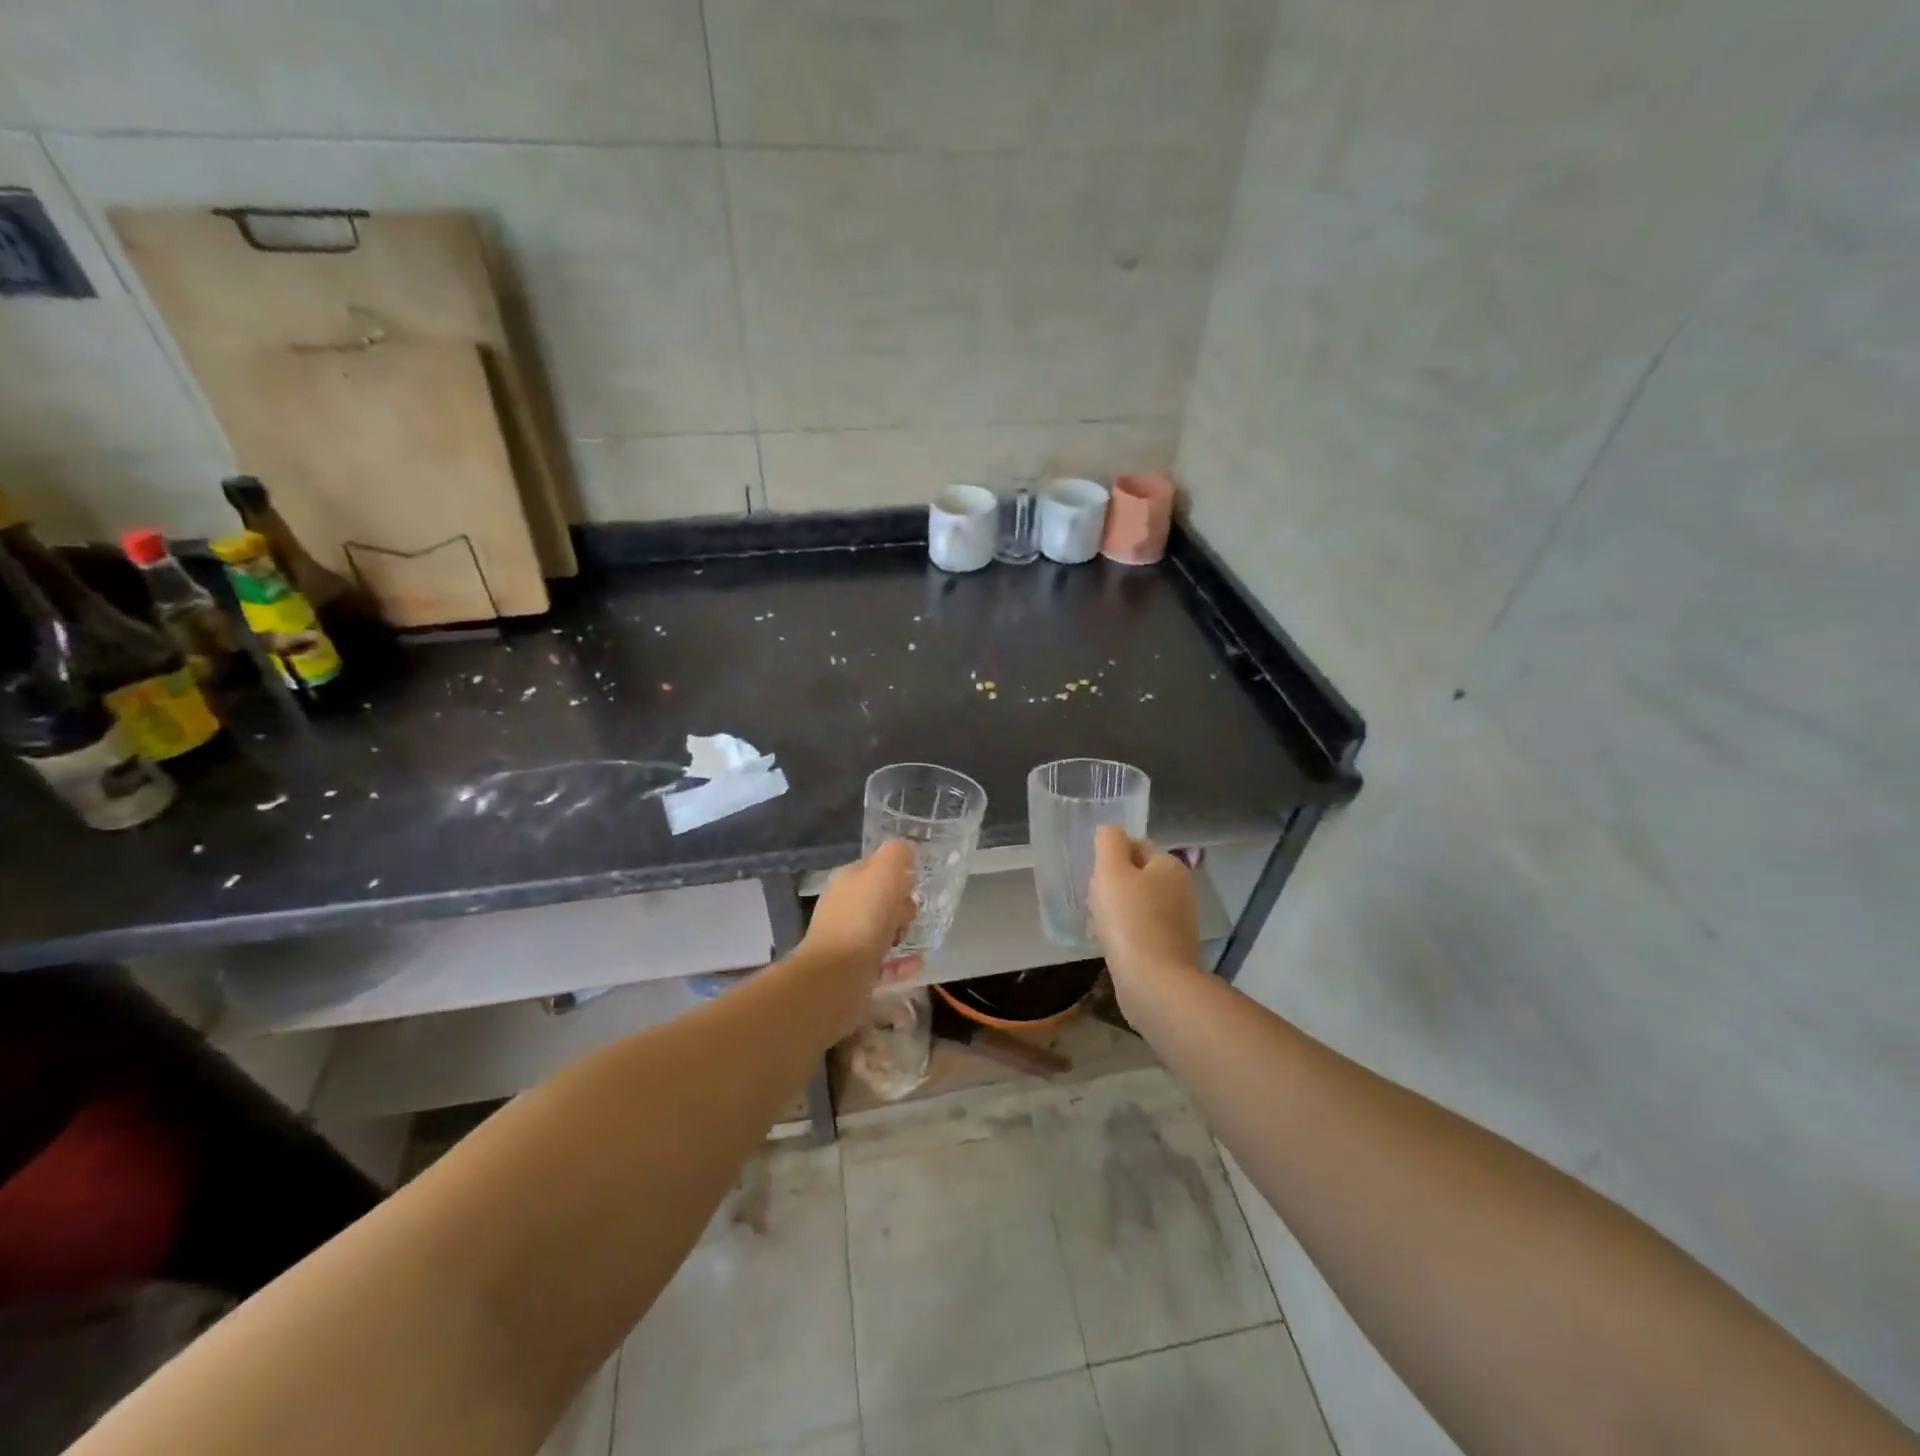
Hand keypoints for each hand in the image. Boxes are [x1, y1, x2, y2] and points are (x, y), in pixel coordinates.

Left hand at [796, 841, 918, 1028]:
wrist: (836, 977)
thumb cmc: (863, 919)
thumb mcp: (884, 872)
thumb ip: (897, 854)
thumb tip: (905, 850)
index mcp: (847, 881)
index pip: (876, 868)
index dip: (898, 874)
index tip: (914, 885)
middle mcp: (844, 908)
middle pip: (880, 900)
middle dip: (901, 906)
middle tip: (908, 915)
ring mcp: (847, 941)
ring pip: (881, 931)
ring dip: (901, 932)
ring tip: (913, 939)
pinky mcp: (854, 971)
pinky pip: (884, 962)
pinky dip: (902, 962)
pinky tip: (917, 963)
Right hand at [1089, 826, 1198, 984]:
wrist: (1153, 981)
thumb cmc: (1129, 919)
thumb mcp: (1111, 870)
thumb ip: (1109, 842)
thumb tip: (1110, 831)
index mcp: (1170, 866)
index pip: (1134, 847)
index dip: (1109, 859)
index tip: (1095, 880)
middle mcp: (1182, 889)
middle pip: (1136, 876)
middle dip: (1112, 887)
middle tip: (1095, 904)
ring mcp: (1180, 921)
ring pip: (1138, 904)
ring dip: (1117, 911)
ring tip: (1100, 927)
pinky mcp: (1173, 948)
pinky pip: (1142, 930)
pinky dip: (1126, 934)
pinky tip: (1113, 945)